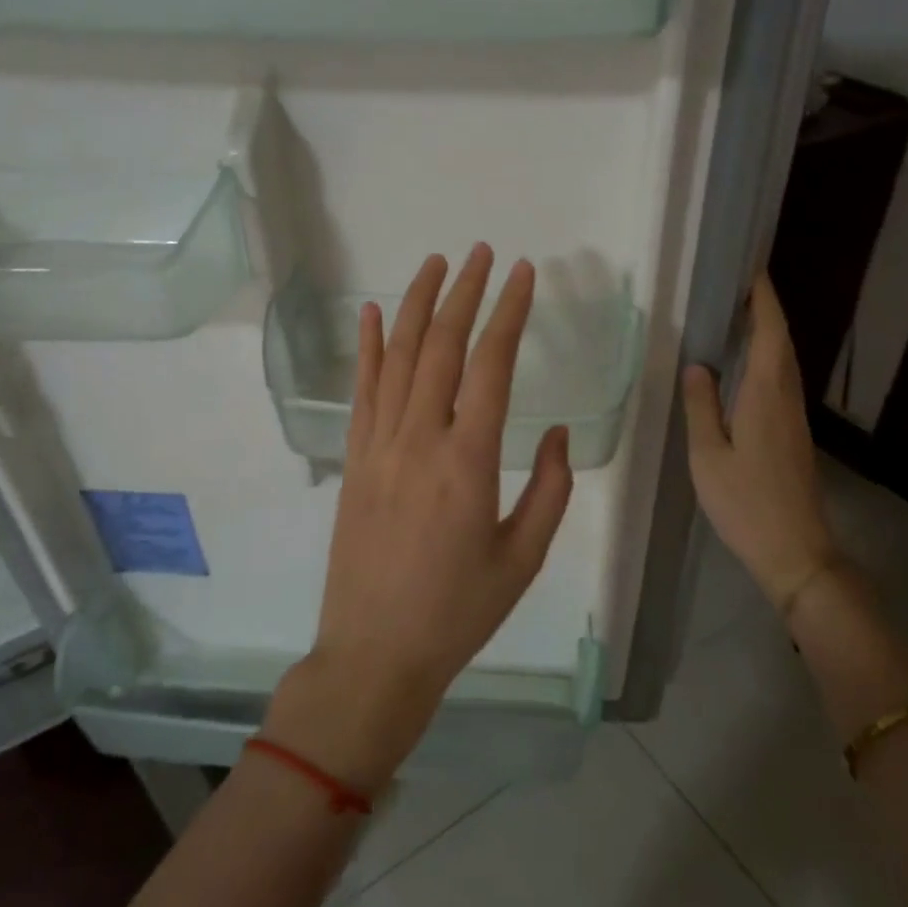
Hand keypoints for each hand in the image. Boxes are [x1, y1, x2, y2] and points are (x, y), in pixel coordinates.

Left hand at [265, 245, 573, 790]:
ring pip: (397, 358)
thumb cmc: (459, 611)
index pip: (491, 365)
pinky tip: (369, 314)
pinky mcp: (355, 460)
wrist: (376, 653)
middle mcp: (420, 439)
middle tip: (482, 253)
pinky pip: (361, 391)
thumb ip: (548, 487)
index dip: (509, 313)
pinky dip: (365, 347)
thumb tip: (553, 430)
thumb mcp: (523, 556)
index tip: (524, 274)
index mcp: (469, 461)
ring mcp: (379, 446)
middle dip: (463, 292)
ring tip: (434, 263)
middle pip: (440, 347)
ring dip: (416, 305)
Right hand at [682, 273, 839, 610]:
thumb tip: (697, 365)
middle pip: (781, 341)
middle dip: (764, 309)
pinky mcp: (793, 434)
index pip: (770, 332)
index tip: (751, 269)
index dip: (763, 298)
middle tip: (736, 286)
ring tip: (737, 316)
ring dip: (766, 333)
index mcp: (766, 394)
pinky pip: (780, 381)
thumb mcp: (709, 455)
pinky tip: (745, 367)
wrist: (795, 550)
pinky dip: (766, 359)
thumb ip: (701, 406)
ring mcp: (794, 417)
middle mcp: (786, 397)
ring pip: (783, 362)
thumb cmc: (746, 502)